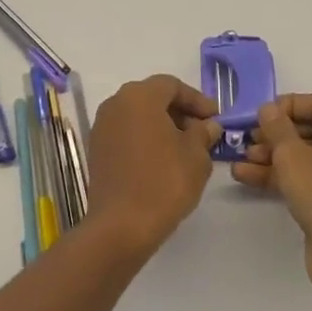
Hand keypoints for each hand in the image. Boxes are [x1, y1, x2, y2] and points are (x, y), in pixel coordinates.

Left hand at [85, 75, 222, 254]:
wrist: (121, 224)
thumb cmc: (164, 182)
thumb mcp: (196, 156)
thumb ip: (203, 134)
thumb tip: (207, 125)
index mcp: (139, 97)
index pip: (171, 85)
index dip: (196, 100)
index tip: (214, 119)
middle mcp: (115, 104)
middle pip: (152, 97)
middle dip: (179, 112)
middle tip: (202, 133)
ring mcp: (101, 127)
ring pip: (138, 116)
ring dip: (162, 126)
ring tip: (185, 149)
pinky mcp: (97, 149)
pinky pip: (126, 133)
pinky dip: (145, 139)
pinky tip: (162, 161)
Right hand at [232, 94, 311, 304]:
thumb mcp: (294, 155)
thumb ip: (277, 127)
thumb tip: (269, 109)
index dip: (287, 105)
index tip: (259, 114)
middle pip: (311, 131)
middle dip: (275, 133)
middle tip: (247, 138)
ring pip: (305, 158)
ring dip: (271, 156)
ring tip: (240, 159)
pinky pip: (304, 181)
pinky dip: (278, 177)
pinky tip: (246, 177)